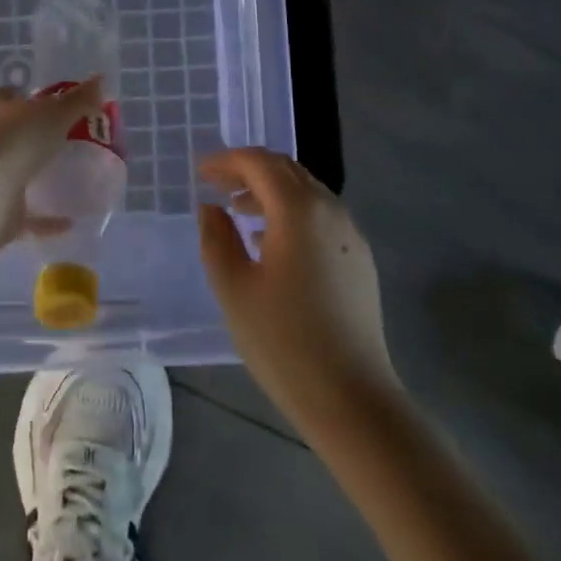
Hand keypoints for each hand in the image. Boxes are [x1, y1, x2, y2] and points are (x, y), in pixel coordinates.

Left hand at [0, 79, 103, 247]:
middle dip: (30, 137)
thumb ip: (78, 100)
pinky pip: (23, 214)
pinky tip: (68, 222)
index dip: (24, 97)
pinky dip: (44, 219)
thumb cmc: (17, 142)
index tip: (48, 103)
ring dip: (32, 176)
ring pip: (10, 172)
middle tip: (63, 140)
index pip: (6, 96)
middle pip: (7, 133)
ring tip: (64, 179)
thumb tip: (100, 79)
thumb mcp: (55, 114)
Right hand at [198, 148, 399, 426]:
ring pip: (306, 192)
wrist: (352, 399)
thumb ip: (216, 238)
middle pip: (286, 170)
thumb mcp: (234, 289)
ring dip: (271, 191)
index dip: (226, 161)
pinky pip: (321, 216)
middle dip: (249, 170)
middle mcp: (329, 209)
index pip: (259, 163)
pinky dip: (292, 212)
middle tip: (217, 185)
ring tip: (239, 212)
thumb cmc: (284, 342)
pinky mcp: (360, 258)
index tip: (201, 172)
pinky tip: (273, 243)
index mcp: (298, 209)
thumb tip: (211, 208)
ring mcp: (350, 233)